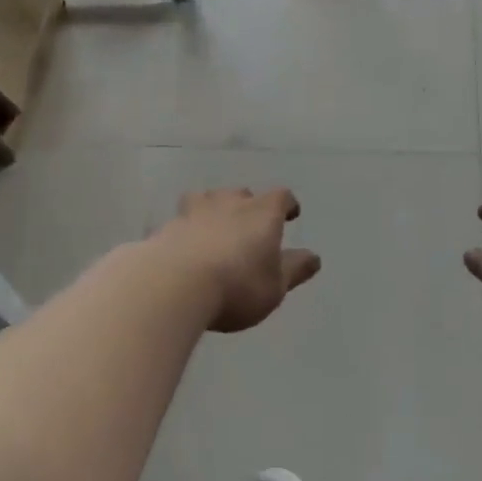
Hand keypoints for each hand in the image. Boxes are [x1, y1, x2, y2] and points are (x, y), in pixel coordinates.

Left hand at [152, 188, 320, 332]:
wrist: (174, 284)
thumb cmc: (237, 285)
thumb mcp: (275, 286)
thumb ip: (294, 269)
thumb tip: (314, 257)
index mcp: (262, 213)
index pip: (281, 197)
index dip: (287, 204)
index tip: (290, 213)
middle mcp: (229, 203)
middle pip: (242, 194)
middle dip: (247, 206)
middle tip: (249, 225)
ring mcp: (195, 211)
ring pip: (207, 200)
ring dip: (214, 210)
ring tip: (214, 227)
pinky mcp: (167, 228)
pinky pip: (182, 222)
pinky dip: (187, 230)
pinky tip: (186, 247)